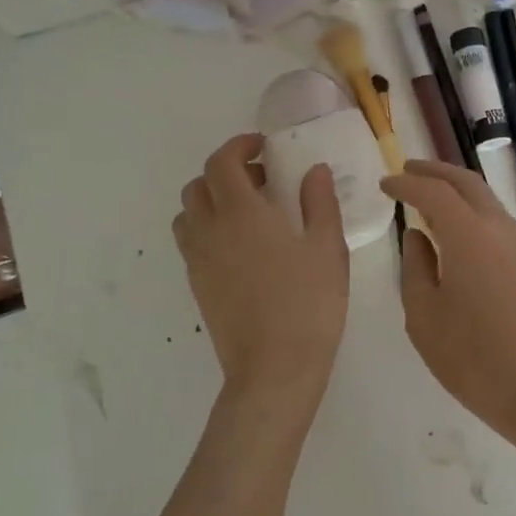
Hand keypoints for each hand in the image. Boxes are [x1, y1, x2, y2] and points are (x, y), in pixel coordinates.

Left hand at [173, 135, 349, 422]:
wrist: (273, 369)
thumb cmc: (308, 305)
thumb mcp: (327, 249)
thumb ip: (320, 202)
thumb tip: (314, 170)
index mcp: (242, 214)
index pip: (222, 162)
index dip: (239, 146)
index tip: (263, 147)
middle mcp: (210, 230)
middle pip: (198, 184)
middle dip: (225, 171)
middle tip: (261, 180)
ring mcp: (198, 260)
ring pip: (189, 213)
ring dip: (212, 200)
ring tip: (248, 212)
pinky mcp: (197, 285)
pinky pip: (191, 241)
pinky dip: (208, 228)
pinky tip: (242, 247)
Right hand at [382, 160, 515, 481]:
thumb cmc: (477, 360)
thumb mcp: (426, 318)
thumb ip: (415, 269)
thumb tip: (417, 236)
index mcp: (470, 236)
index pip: (433, 192)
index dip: (406, 183)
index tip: (384, 184)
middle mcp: (500, 229)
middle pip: (467, 182)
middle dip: (435, 171)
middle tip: (407, 171)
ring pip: (486, 200)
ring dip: (456, 191)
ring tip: (428, 198)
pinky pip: (497, 222)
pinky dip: (472, 212)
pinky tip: (455, 232)